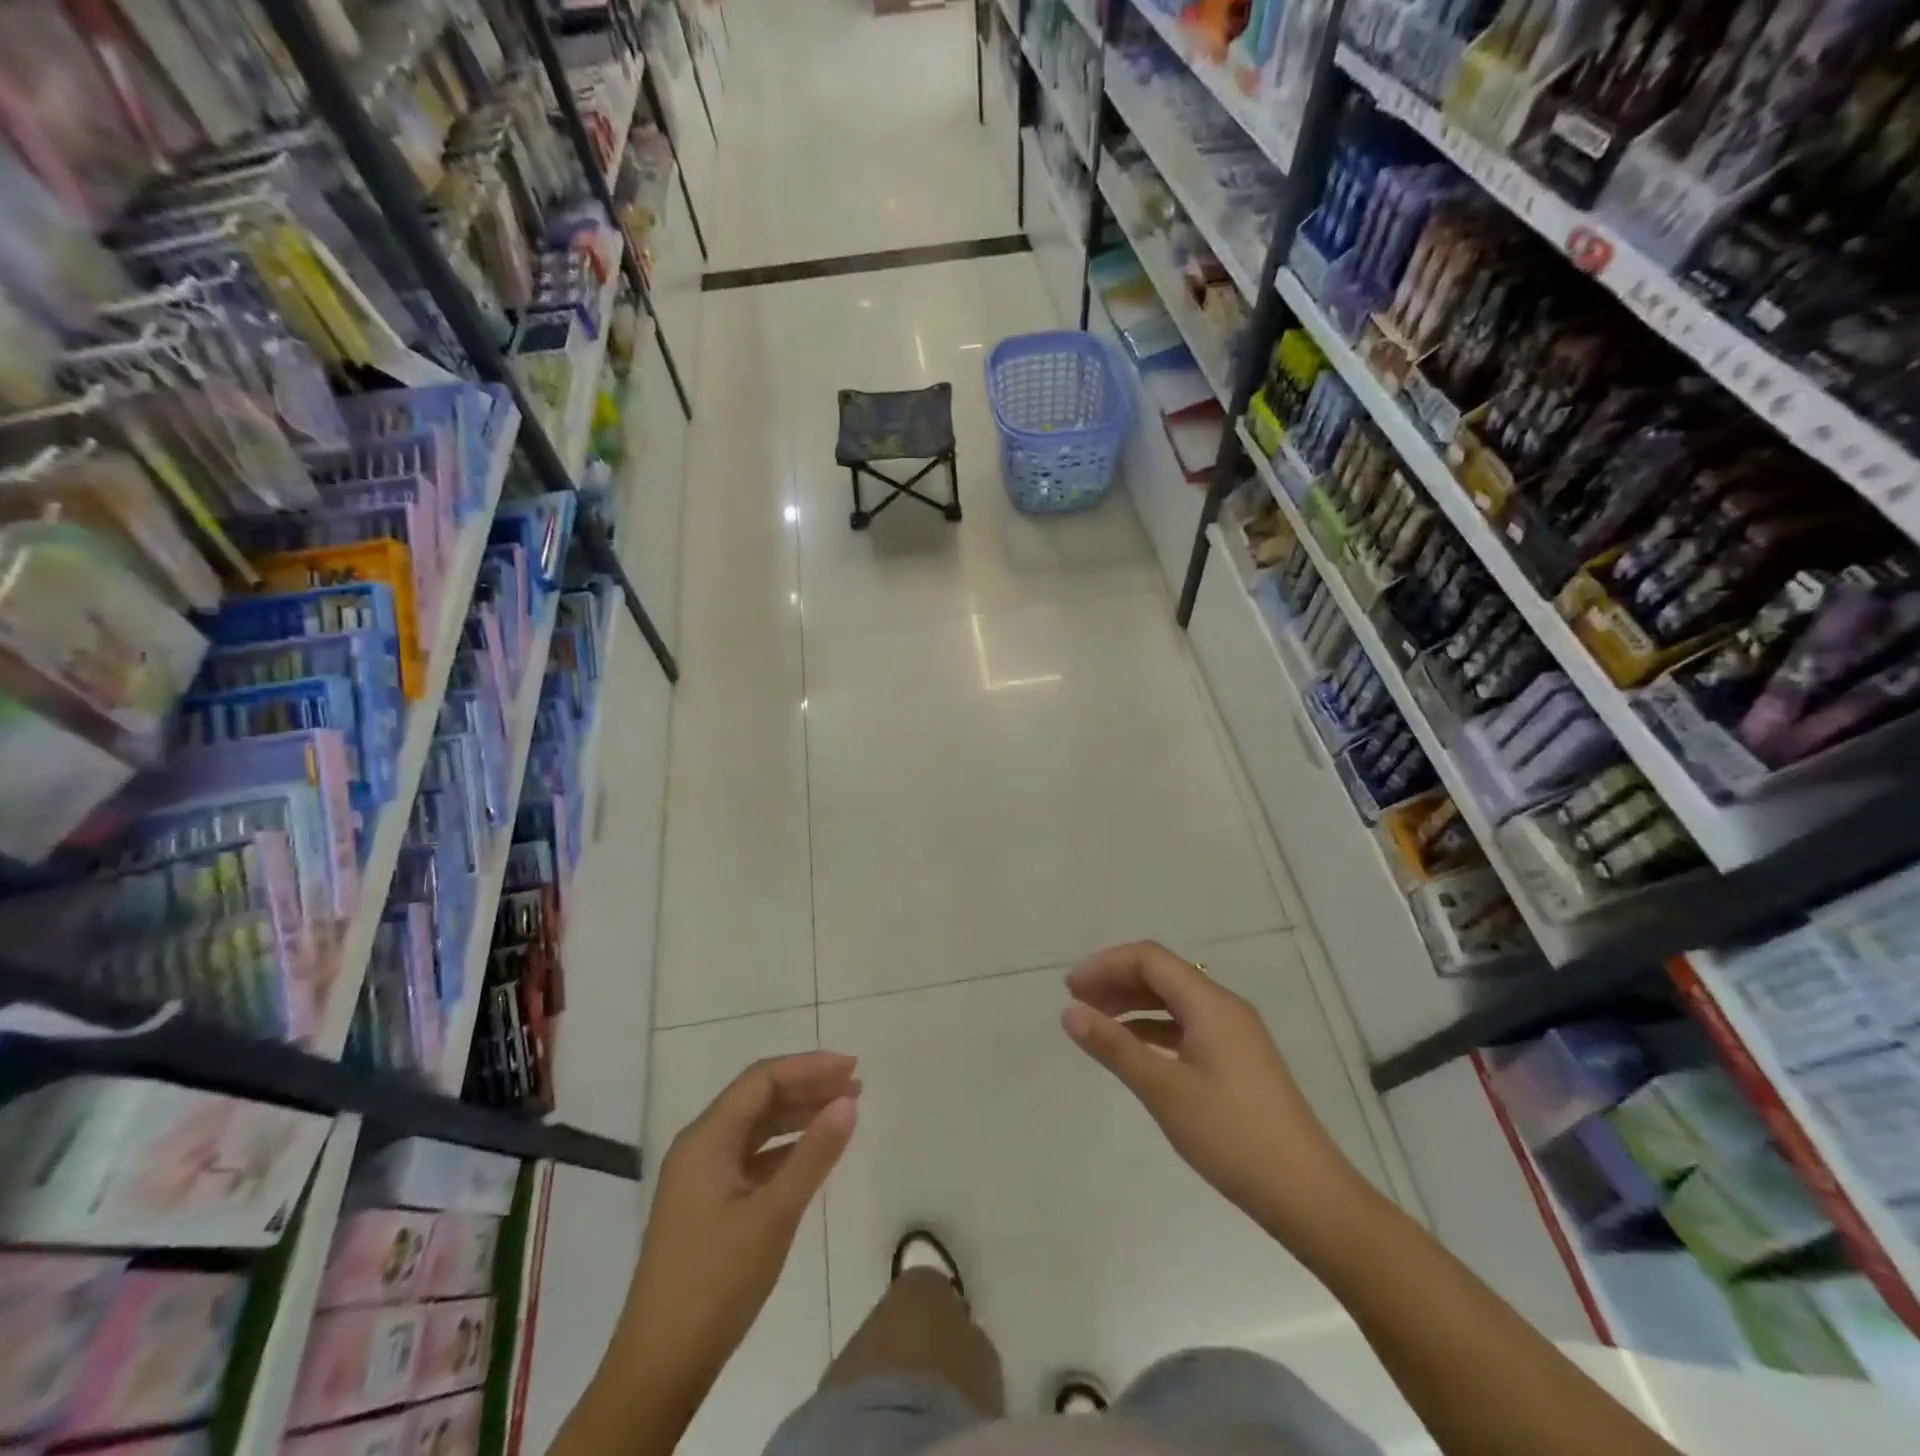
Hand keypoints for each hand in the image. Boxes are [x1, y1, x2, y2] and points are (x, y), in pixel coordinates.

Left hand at [621, 1053, 859, 1399]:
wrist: (658, 1369)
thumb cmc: (716, 1283)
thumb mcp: (773, 1215)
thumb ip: (813, 1155)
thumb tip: (848, 1102)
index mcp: (706, 1139)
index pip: (762, 1080)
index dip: (808, 1067)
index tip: (851, 1067)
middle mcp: (700, 1147)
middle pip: (759, 1099)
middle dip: (807, 1087)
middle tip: (856, 1087)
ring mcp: (702, 1177)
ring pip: (756, 1128)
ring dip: (798, 1116)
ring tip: (842, 1113)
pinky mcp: (708, 1205)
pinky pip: (752, 1158)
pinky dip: (785, 1149)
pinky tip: (812, 1156)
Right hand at [1062, 942, 1363, 1250]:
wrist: (1308, 1195)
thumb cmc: (1232, 1136)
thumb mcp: (1164, 1090)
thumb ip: (1114, 1046)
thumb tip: (1069, 1012)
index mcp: (1210, 1003)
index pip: (1149, 959)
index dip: (1106, 965)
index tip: (1070, 990)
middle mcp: (1224, 1007)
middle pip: (1162, 974)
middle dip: (1116, 981)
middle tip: (1077, 1004)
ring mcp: (1235, 1034)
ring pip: (1175, 1000)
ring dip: (1133, 1004)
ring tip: (1097, 1023)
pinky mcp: (1238, 1060)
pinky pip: (1187, 1026)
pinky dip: (1154, 1028)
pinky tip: (1135, 1050)